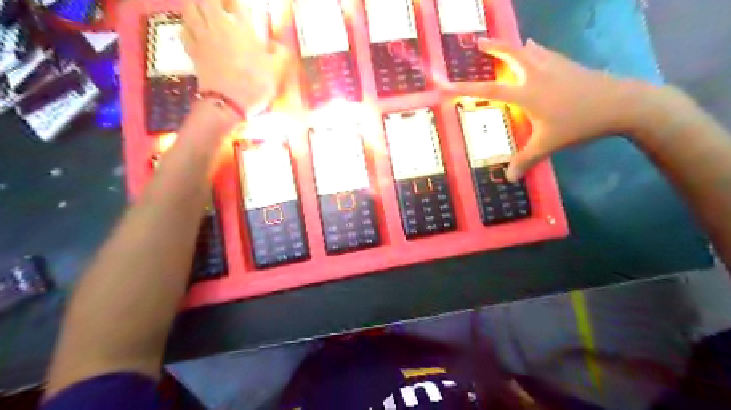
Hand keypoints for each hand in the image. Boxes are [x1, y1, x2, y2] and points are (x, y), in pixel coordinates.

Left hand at [182, 0, 286, 113]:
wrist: (229, 104)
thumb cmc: (255, 85)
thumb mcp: (277, 71)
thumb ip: (280, 54)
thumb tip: (277, 45)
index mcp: (242, 28)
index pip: (235, 2)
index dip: (235, 2)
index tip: (239, 6)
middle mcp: (219, 26)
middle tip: (223, 5)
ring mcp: (202, 38)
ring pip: (190, 8)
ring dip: (196, 5)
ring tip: (205, 10)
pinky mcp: (193, 51)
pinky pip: (184, 29)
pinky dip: (188, 25)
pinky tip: (194, 29)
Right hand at [461, 37, 666, 181]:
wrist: (622, 104)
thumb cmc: (579, 124)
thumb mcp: (548, 145)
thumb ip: (526, 161)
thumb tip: (509, 179)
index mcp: (527, 93)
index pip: (490, 90)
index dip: (467, 88)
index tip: (448, 84)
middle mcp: (537, 75)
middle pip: (512, 55)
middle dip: (493, 47)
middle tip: (479, 42)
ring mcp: (555, 67)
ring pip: (529, 50)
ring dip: (513, 46)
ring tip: (504, 43)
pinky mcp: (569, 66)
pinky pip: (546, 53)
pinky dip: (536, 49)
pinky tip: (537, 47)